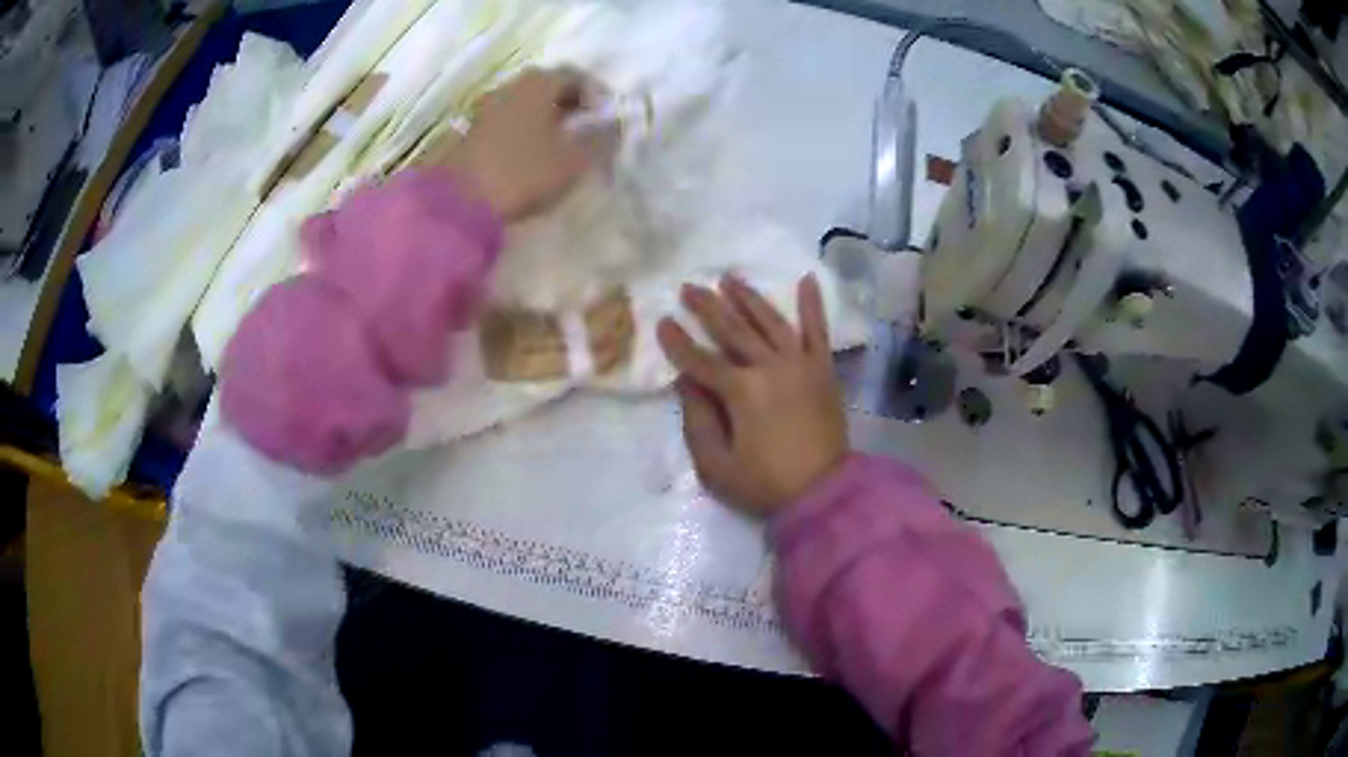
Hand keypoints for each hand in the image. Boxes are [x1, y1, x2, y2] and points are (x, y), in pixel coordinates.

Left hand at [454, 67, 611, 220]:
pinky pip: (508, 122)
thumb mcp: (574, 160)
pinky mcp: (471, 132)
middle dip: (571, 104)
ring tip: (562, 145)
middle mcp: (511, 86)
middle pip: (548, 87)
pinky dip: (525, 131)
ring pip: (526, 104)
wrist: (459, 202)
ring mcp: (487, 108)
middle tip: (587, 129)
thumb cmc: (523, 172)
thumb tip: (614, 127)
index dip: (596, 95)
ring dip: (547, 119)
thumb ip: (601, 140)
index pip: (576, 76)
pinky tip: (532, 155)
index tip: (607, 119)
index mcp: (539, 83)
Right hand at [657, 275, 849, 514]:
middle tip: (689, 286)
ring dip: (748, 297)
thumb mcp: (716, 465)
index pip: (700, 360)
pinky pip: (818, 331)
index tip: (662, 321)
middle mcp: (769, 367)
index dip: (678, 342)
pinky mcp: (823, 370)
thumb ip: (697, 421)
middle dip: (708, 307)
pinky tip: (807, 279)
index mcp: (741, 392)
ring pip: (770, 321)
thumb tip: (684, 381)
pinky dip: (813, 305)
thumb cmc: (765, 484)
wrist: (824, 493)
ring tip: (729, 278)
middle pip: (733, 330)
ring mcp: (800, 364)